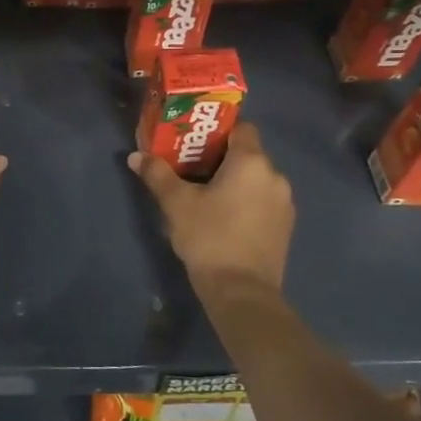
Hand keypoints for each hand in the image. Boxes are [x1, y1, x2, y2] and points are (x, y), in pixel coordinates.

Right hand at [129, 123, 293, 295]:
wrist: (242, 292)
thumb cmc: (209, 237)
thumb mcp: (176, 203)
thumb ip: (157, 174)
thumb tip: (135, 156)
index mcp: (252, 162)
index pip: (241, 127)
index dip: (218, 130)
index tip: (194, 140)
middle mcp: (275, 177)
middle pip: (248, 154)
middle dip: (221, 157)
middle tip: (190, 166)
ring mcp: (284, 204)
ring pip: (256, 179)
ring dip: (234, 181)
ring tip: (205, 194)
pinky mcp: (285, 228)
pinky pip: (263, 201)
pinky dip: (246, 201)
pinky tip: (223, 218)